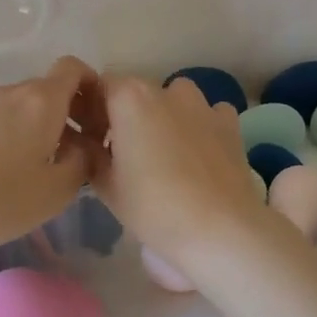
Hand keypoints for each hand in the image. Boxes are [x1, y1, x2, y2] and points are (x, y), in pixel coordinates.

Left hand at [0, 56, 103, 258]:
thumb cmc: (1, 200)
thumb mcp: (58, 191)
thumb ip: (81, 161)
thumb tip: (82, 146)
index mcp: (42, 101)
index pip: (72, 68)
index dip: (88, 84)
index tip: (94, 116)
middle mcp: (9, 91)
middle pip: (44, 89)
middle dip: (61, 113)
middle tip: (66, 152)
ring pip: (15, 104)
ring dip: (29, 124)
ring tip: (27, 164)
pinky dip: (0, 131)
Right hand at [88, 75, 264, 270]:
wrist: (220, 229)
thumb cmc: (153, 208)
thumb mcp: (107, 187)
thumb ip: (91, 154)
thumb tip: (86, 142)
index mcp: (130, 98)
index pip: (102, 86)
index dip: (95, 110)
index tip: (95, 139)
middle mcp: (166, 90)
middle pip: (139, 93)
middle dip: (130, 115)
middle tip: (127, 154)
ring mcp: (202, 104)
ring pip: (176, 99)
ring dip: (167, 117)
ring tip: (168, 154)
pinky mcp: (230, 123)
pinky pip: (209, 114)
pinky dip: (201, 126)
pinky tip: (201, 155)